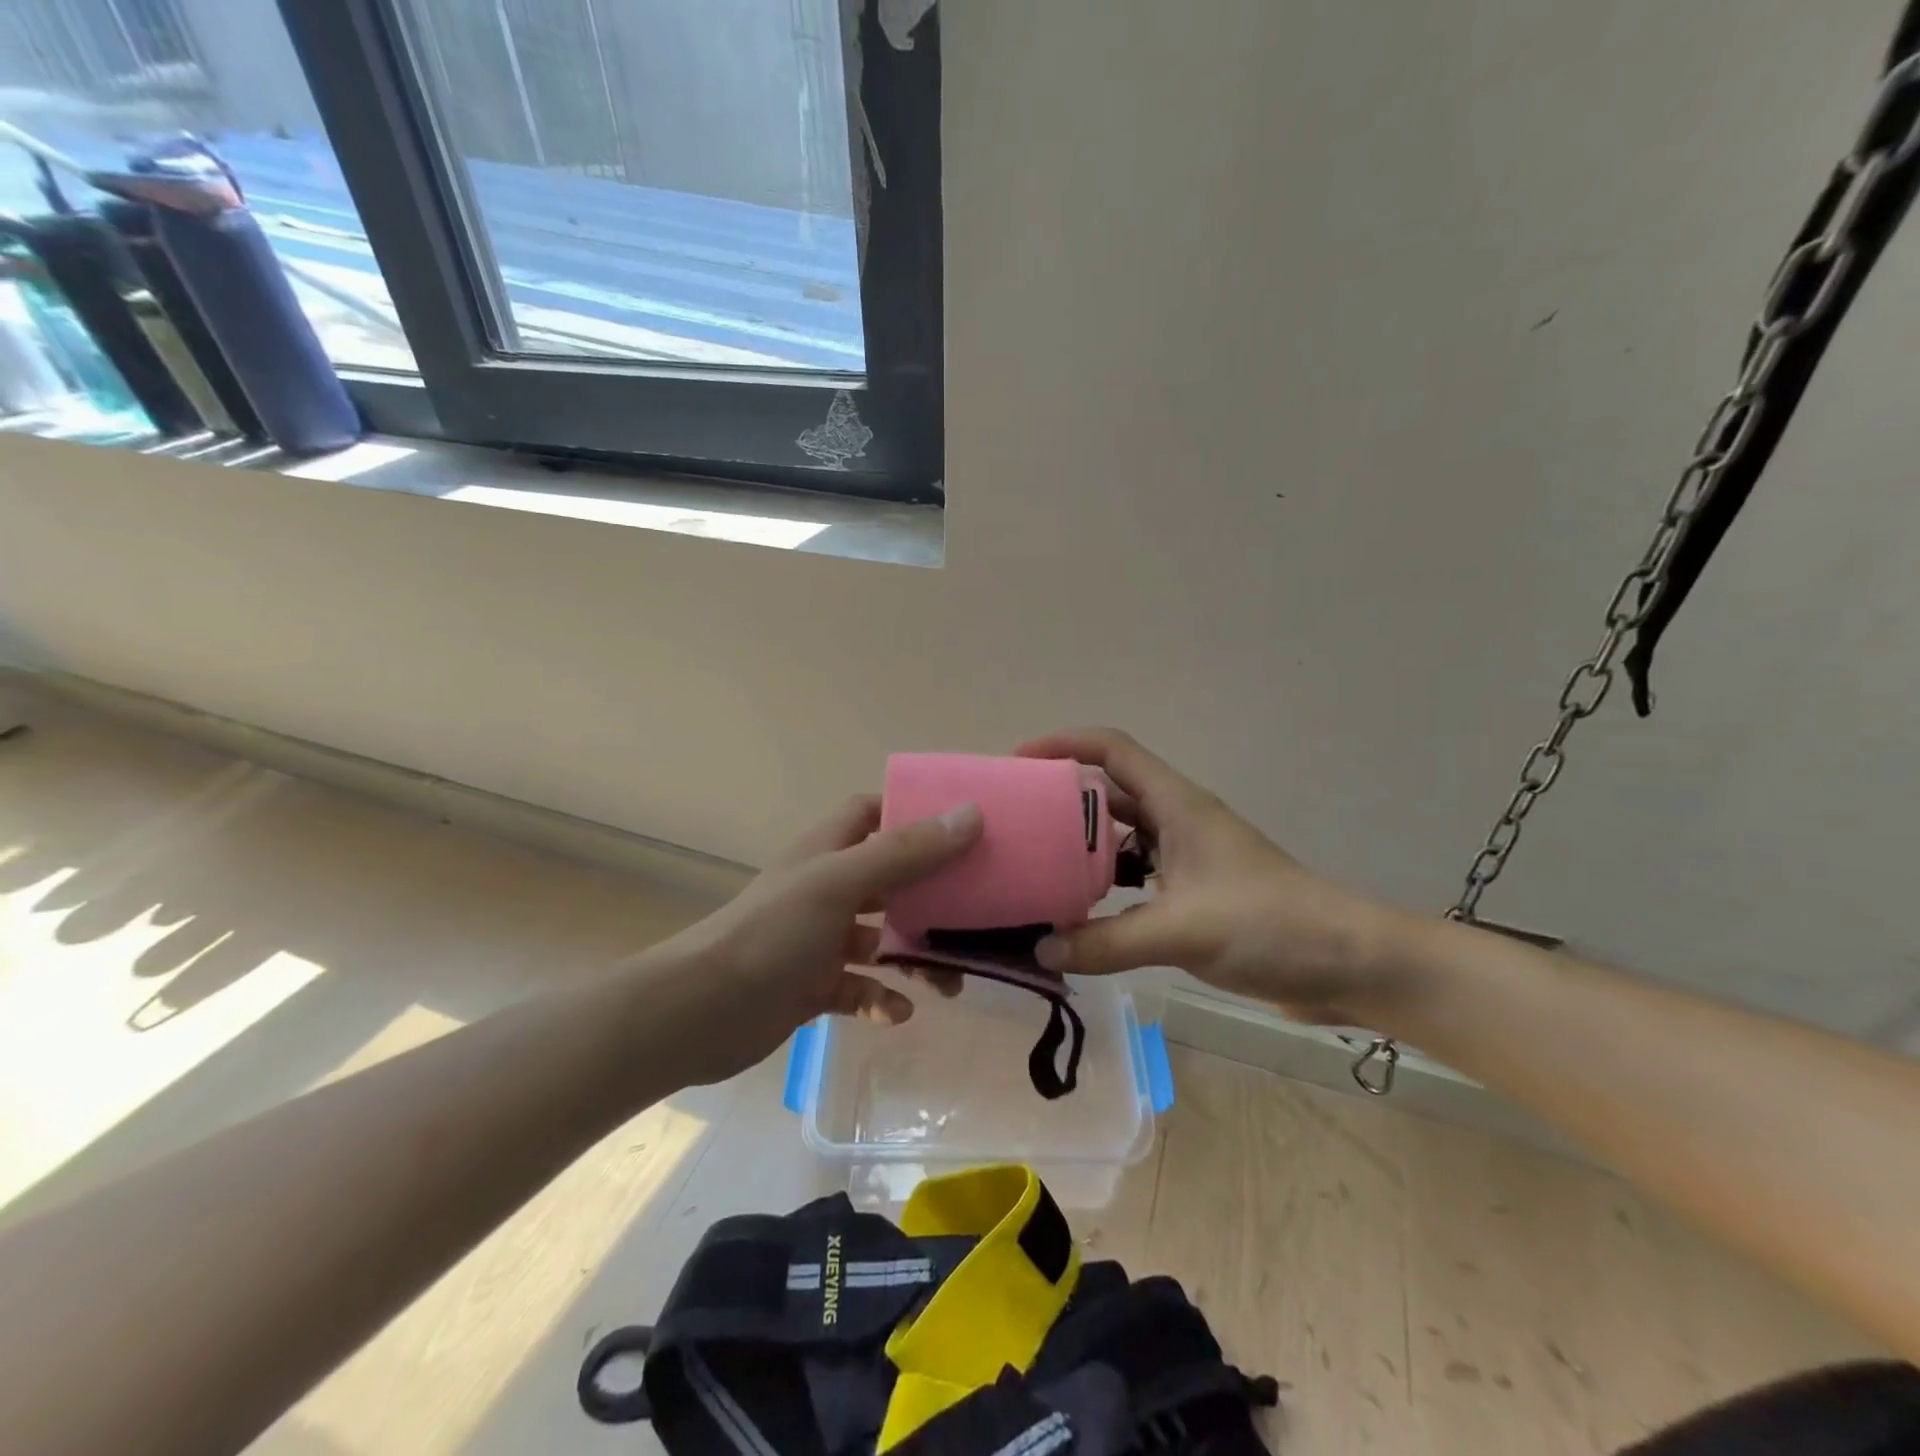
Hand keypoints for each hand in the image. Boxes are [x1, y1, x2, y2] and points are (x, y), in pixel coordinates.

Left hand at [643, 794, 982, 1083]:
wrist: (700, 1012)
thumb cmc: (773, 933)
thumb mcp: (840, 883)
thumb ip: (905, 852)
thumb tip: (970, 814)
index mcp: (828, 851)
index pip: (872, 813)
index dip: (911, 813)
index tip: (958, 827)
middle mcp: (826, 888)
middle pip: (890, 879)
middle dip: (929, 898)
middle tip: (971, 917)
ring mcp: (818, 940)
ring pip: (881, 940)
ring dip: (914, 957)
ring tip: (949, 983)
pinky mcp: (812, 986)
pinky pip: (860, 987)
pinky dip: (881, 998)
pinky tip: (895, 1014)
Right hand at [1019, 728, 1408, 1023]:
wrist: (1349, 964)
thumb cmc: (1269, 924)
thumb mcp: (1182, 930)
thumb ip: (1107, 942)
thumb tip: (1041, 950)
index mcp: (1177, 805)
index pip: (1113, 749)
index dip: (1065, 744)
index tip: (1019, 762)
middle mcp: (1177, 822)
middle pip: (1109, 793)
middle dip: (1063, 801)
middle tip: (1017, 824)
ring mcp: (1186, 859)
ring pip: (1121, 840)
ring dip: (1083, 850)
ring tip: (1037, 871)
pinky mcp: (1193, 894)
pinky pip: (1136, 880)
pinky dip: (1107, 890)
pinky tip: (1081, 917)